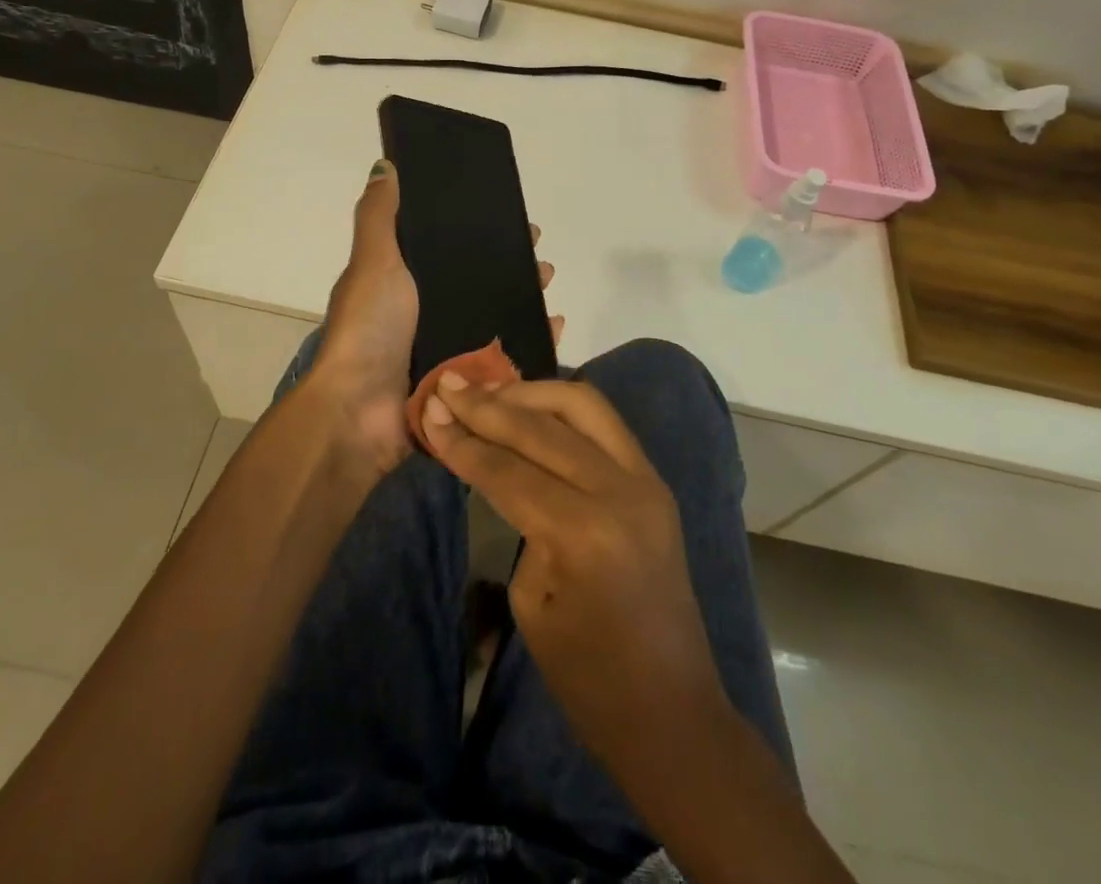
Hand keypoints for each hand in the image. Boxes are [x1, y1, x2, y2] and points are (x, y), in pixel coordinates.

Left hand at [308, 161, 565, 478]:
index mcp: (403, 284)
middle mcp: (425, 315)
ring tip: (550, 286)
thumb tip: (385, 165)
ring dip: (525, 300)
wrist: (359, 412)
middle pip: (480, 284)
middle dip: (513, 268)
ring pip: (496, 318)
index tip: (514, 221)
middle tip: (543, 259)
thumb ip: (379, 217)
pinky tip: (554, 327)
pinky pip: (505, 357)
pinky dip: (531, 341)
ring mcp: (446, 350)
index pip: (451, 249)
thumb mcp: (373, 262)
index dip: (482, 233)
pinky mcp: (463, 382)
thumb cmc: (369, 329)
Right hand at [419, 375, 723, 768]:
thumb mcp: (531, 602)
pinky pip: (605, 423)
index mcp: (582, 532)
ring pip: (582, 405)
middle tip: (448, 388)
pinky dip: (562, 408)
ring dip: (530, 393)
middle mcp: (619, 491)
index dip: (462, 439)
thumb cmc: (588, 677)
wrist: (671, 711)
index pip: (508, 469)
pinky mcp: (656, 481)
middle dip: (488, 406)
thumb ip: (517, 519)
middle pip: (541, 427)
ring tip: (488, 393)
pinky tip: (531, 407)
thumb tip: (496, 463)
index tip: (428, 410)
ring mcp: (646, 480)